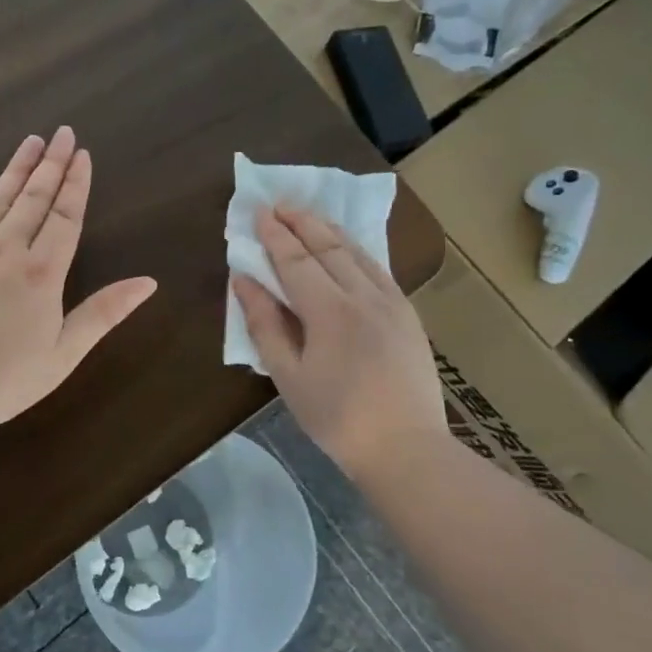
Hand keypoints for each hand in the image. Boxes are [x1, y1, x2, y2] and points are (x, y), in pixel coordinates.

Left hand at [0, 127, 158, 429]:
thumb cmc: (1, 380)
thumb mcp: (63, 355)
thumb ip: (103, 314)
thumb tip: (148, 282)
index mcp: (41, 274)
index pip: (65, 218)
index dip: (76, 185)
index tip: (82, 154)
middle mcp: (4, 252)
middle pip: (32, 200)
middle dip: (49, 164)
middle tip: (60, 132)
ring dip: (14, 171)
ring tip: (29, 143)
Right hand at [232, 206, 445, 477]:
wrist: (405, 448)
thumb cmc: (335, 418)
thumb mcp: (287, 376)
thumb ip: (264, 324)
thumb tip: (244, 280)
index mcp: (330, 312)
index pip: (296, 261)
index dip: (274, 235)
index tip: (258, 212)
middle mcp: (364, 296)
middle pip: (328, 247)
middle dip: (301, 222)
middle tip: (279, 204)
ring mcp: (392, 303)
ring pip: (357, 252)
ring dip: (329, 229)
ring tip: (307, 215)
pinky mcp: (408, 314)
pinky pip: (378, 268)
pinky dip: (355, 249)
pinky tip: (346, 247)